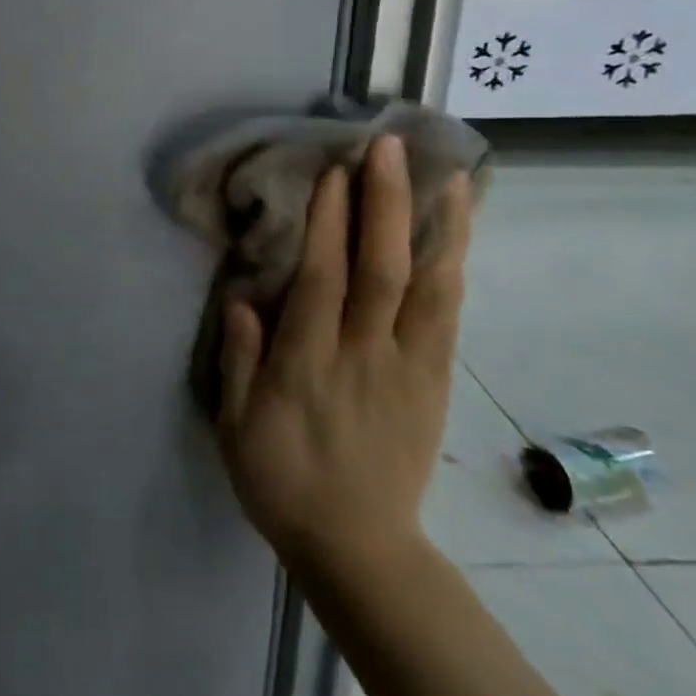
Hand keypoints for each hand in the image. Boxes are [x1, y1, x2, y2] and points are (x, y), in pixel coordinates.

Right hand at [218, 135, 471, 593]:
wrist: (359, 548)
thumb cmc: (282, 481)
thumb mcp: (237, 428)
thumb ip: (241, 361)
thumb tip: (241, 298)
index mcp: (309, 365)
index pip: (323, 280)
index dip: (330, 222)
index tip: (335, 170)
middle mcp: (365, 356)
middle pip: (381, 269)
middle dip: (386, 203)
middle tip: (389, 147)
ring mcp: (408, 367)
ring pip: (429, 287)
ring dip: (437, 225)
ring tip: (446, 172)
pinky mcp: (435, 381)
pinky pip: (449, 315)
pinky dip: (455, 267)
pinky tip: (458, 231)